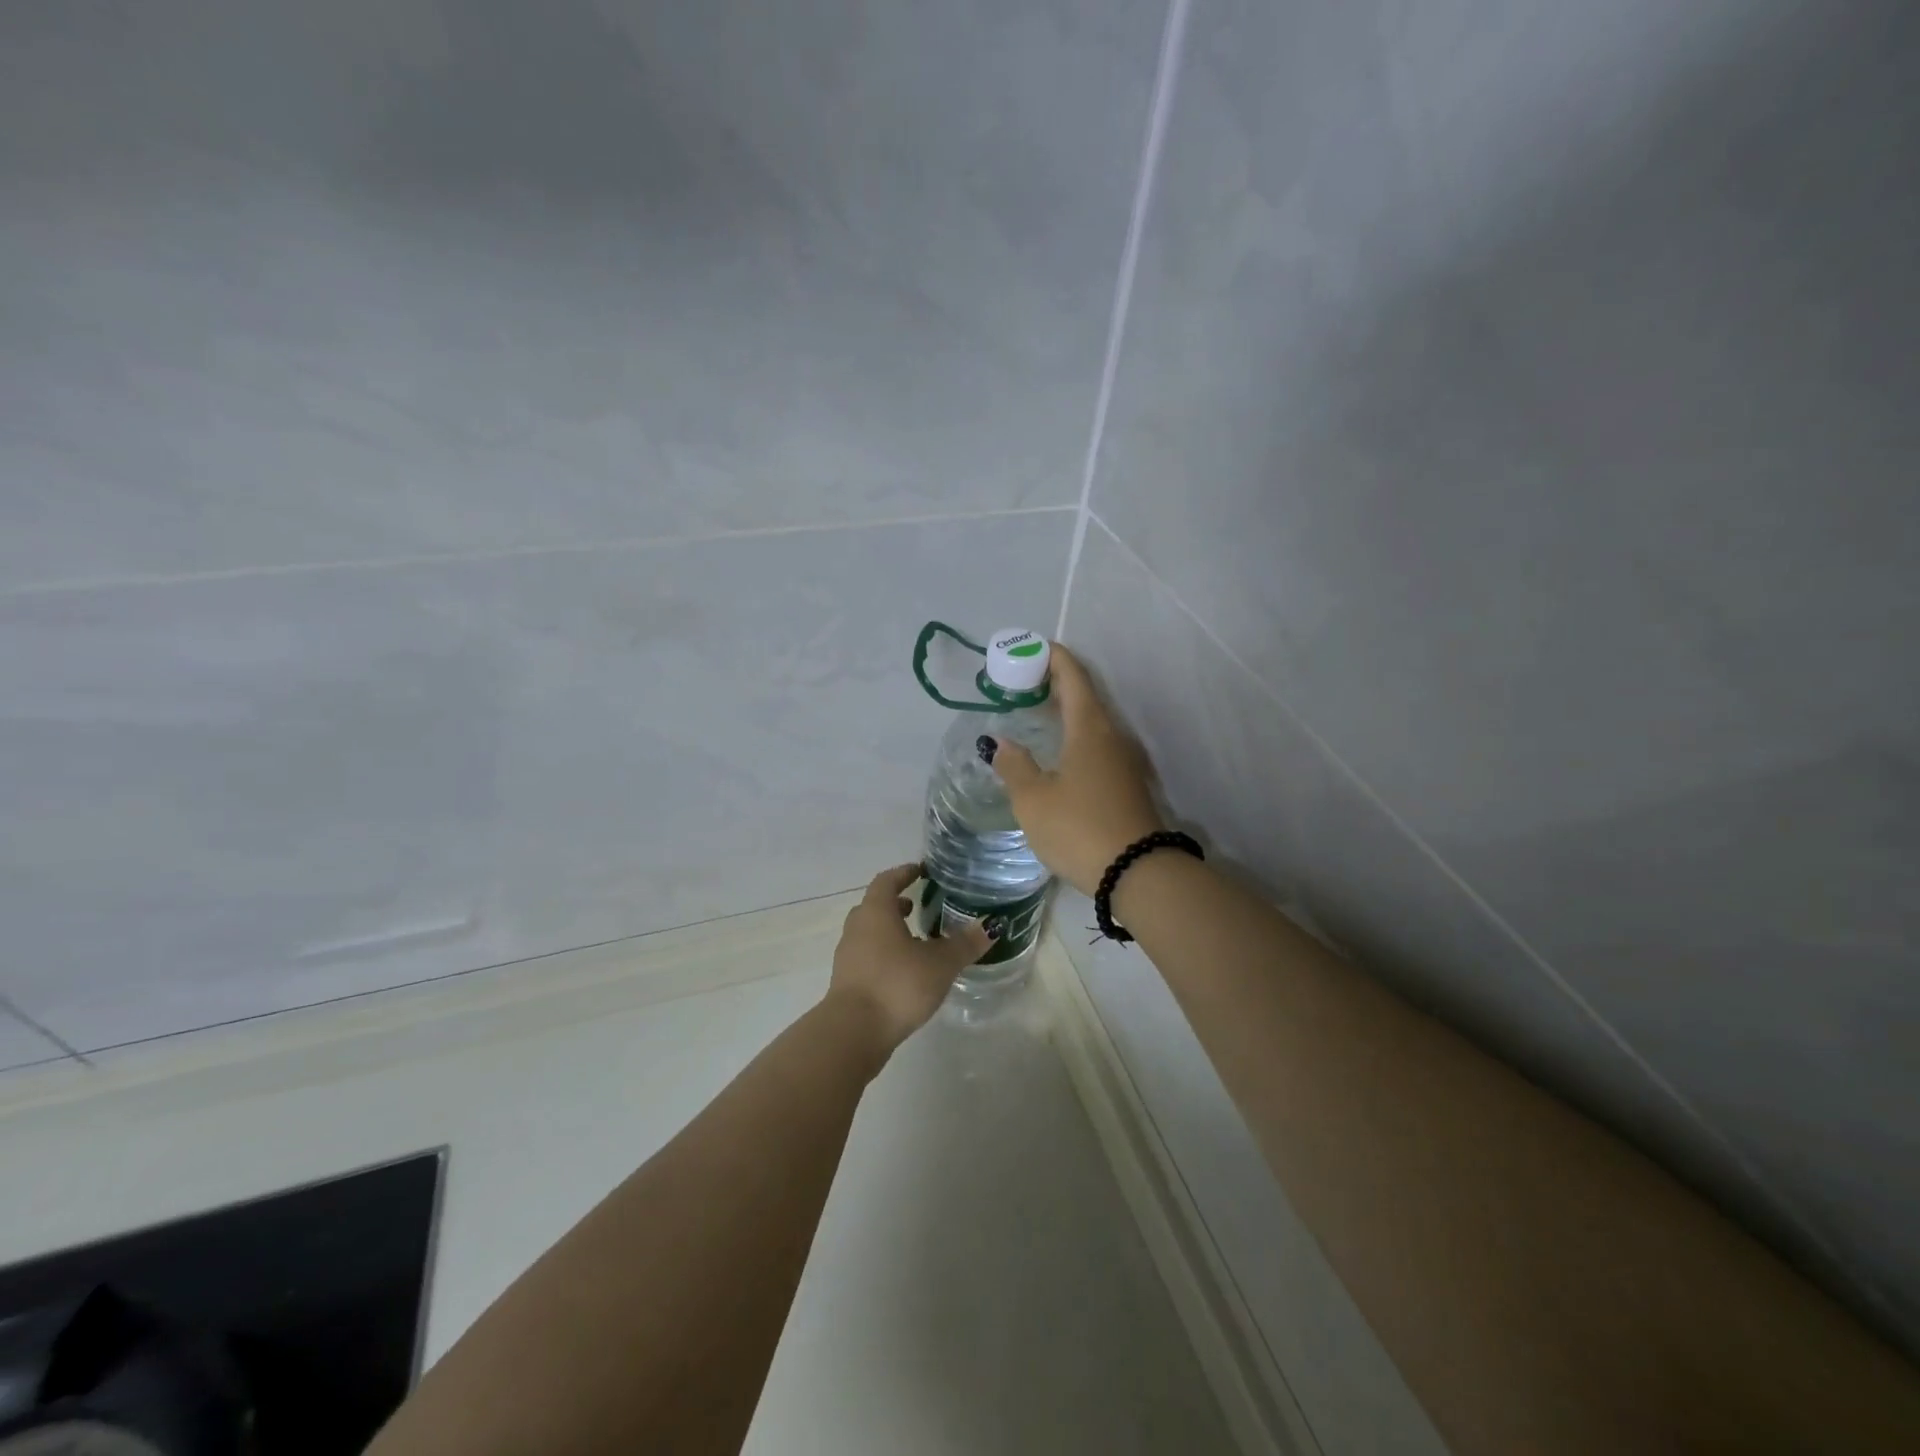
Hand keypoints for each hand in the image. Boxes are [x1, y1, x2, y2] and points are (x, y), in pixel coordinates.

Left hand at [827, 864, 992, 1053]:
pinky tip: (905, 971)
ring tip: (917, 940)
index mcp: (876, 912)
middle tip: (919, 905)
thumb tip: (991, 926)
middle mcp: (857, 927)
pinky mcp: (847, 981)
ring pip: (870, 932)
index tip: (921, 871)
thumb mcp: (940, 963)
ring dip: (890, 930)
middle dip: (897, 903)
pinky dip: (884, 954)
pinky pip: (867, 956)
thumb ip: (964, 944)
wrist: (854, 1031)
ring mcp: (848, 955)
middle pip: (875, 906)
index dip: (904, 873)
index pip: (887, 881)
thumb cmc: (897, 984)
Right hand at [986, 644, 1164, 896]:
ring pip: (1091, 722)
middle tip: (1020, 682)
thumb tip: (1002, 743)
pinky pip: (1096, 745)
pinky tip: (1056, 753)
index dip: (1052, 657)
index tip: (1029, 648)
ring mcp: (1123, 761)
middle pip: (1084, 696)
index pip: (1073, 676)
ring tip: (1033, 714)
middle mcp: (1111, 736)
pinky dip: (1073, 736)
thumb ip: (1015, 767)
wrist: (1137, 872)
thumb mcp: (1033, 800)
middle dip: (1053, 683)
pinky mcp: (1127, 784)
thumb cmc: (1079, 828)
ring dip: (1064, 711)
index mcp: (1089, 728)